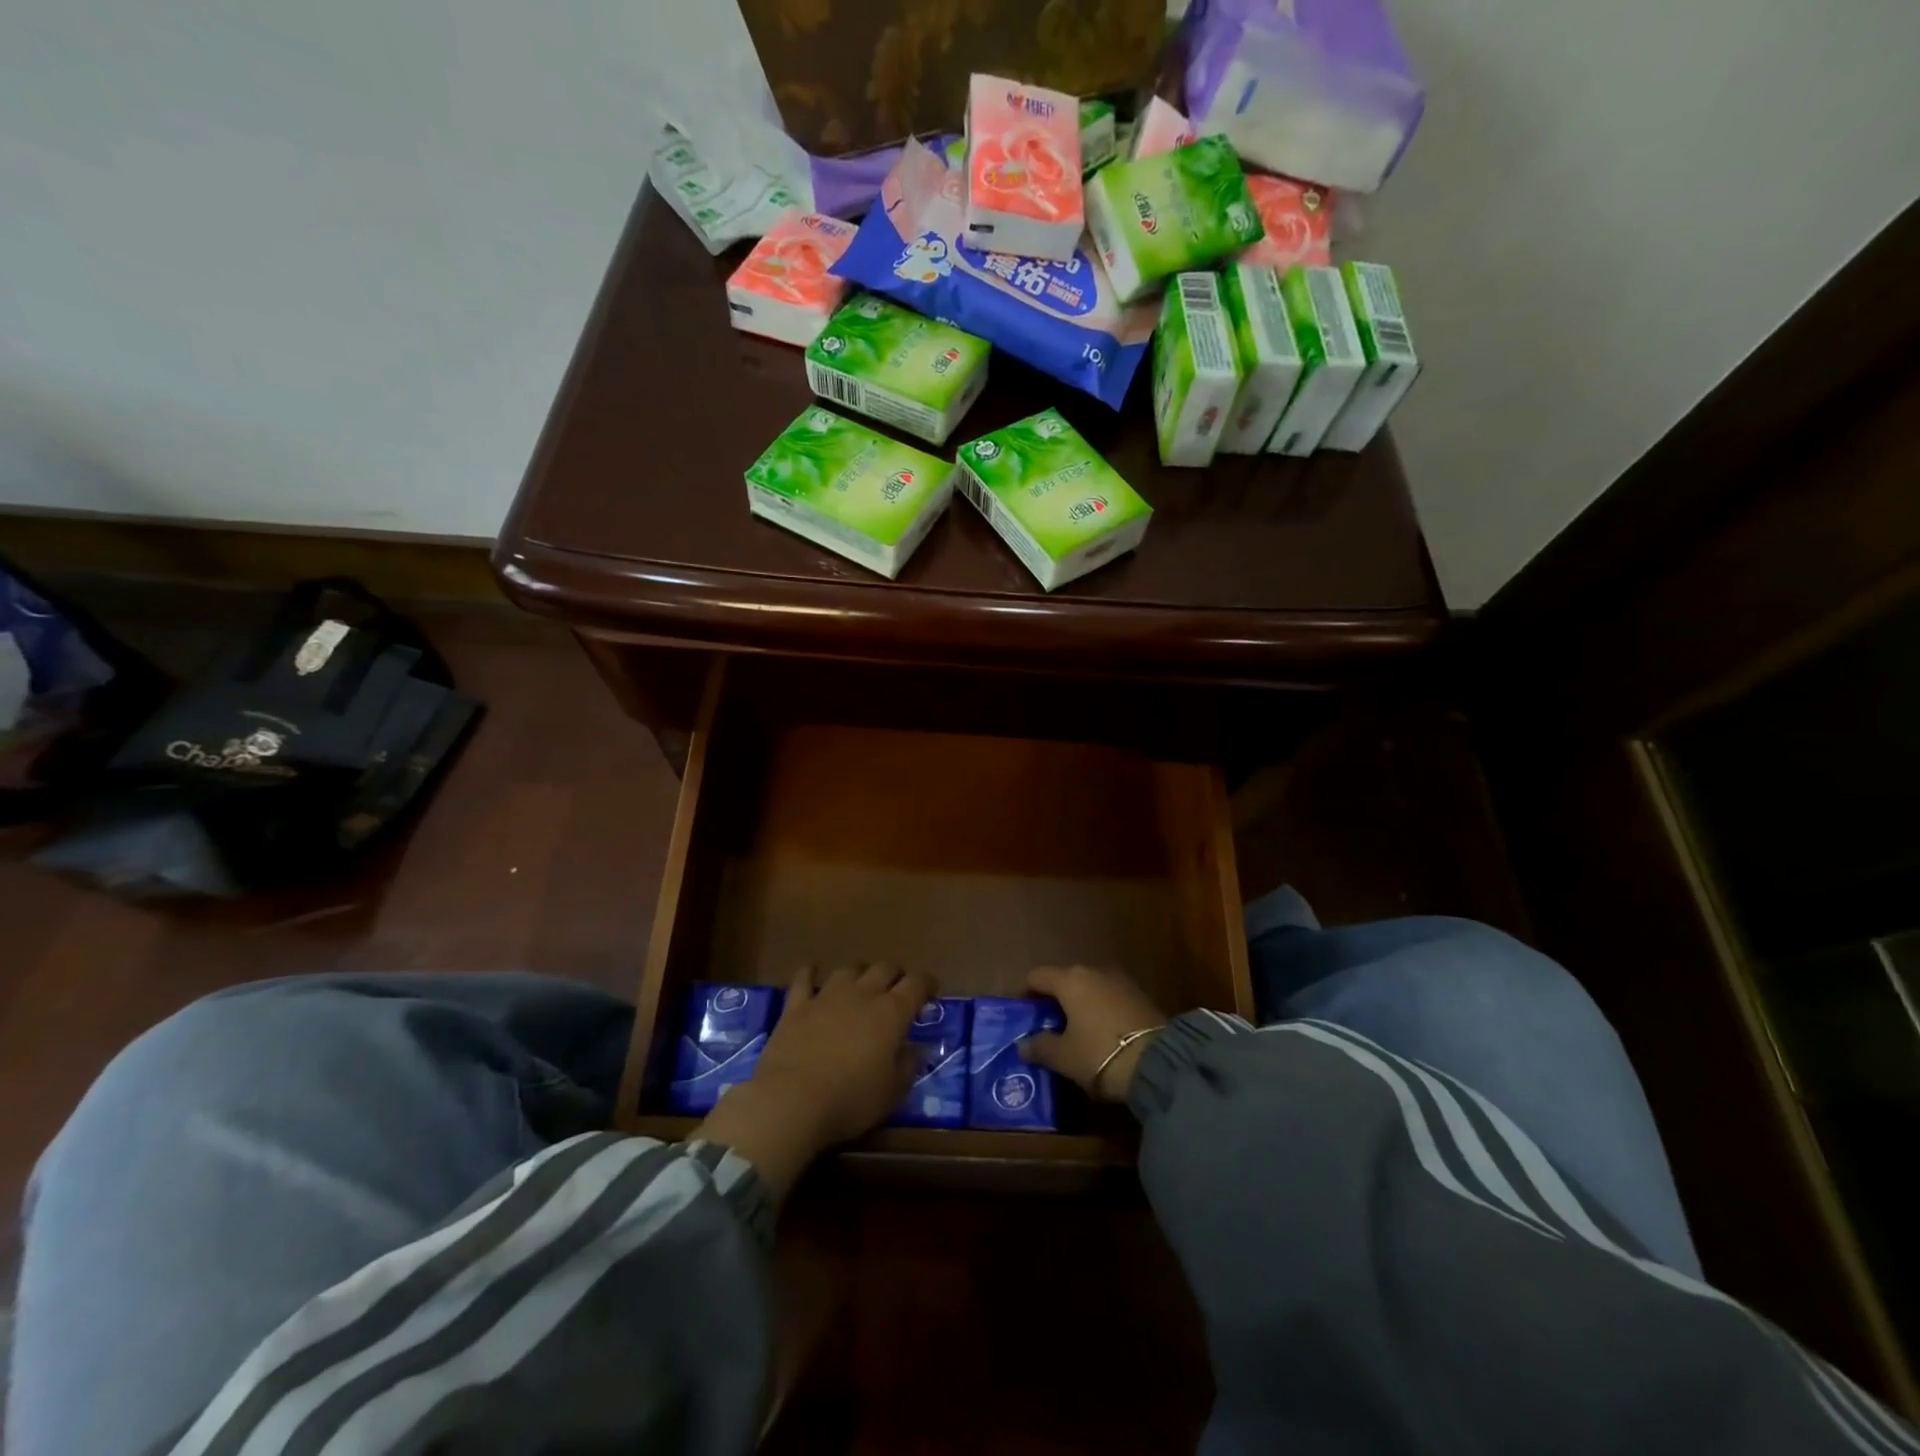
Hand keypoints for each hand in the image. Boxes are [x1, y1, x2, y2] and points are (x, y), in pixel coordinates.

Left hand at [696, 963, 931, 1200]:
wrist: (792, 1101)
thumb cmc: (851, 1101)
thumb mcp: (892, 1092)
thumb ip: (908, 1066)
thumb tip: (916, 1049)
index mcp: (892, 1013)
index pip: (917, 984)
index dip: (926, 983)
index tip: (931, 989)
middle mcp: (863, 994)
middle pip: (884, 969)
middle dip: (895, 975)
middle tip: (897, 988)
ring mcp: (827, 996)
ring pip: (849, 969)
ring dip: (859, 972)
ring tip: (861, 982)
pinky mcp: (797, 1005)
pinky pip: (804, 979)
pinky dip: (810, 972)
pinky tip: (812, 971)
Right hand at [1017, 965, 1166, 1101]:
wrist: (1159, 1063)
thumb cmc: (1100, 1054)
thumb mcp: (1064, 1057)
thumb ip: (1040, 1047)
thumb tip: (1023, 1044)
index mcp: (1070, 980)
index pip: (1037, 976)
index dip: (1026, 993)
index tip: (1024, 1014)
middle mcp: (1093, 971)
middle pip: (1065, 979)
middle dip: (1055, 999)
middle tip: (1048, 1026)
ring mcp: (1120, 980)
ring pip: (1089, 987)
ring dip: (1080, 1004)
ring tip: (1076, 1031)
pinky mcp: (1140, 995)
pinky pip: (1109, 997)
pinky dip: (1100, 1009)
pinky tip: (1101, 1033)